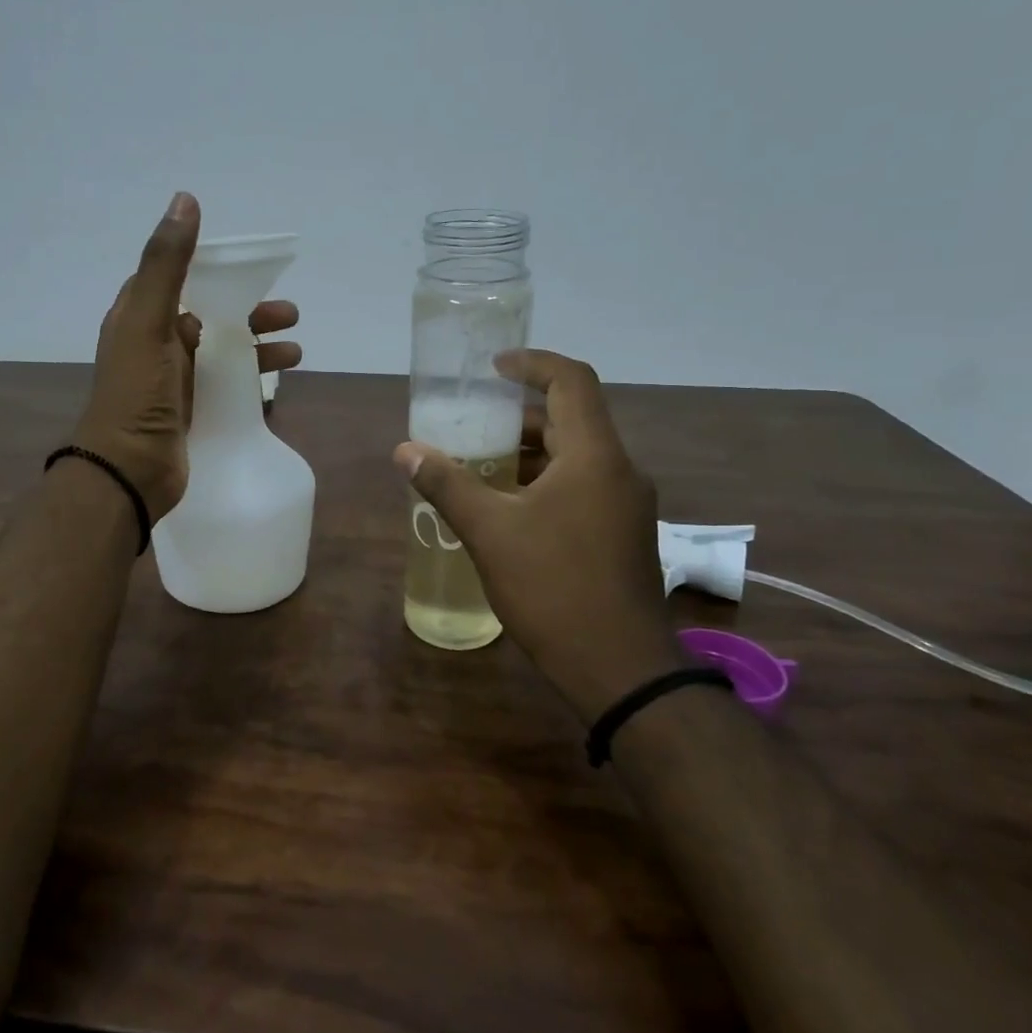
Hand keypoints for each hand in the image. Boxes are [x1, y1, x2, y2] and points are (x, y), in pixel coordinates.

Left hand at [73, 193, 302, 522]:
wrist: (128, 471)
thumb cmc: (137, 393)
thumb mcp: (149, 321)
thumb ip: (167, 264)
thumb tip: (185, 199)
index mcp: (139, 316)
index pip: (179, 278)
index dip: (214, 269)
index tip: (252, 267)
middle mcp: (156, 343)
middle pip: (210, 314)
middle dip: (250, 312)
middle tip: (290, 314)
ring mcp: (174, 380)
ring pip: (223, 351)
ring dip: (259, 346)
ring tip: (297, 352)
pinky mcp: (191, 409)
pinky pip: (227, 384)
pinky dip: (253, 378)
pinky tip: (279, 383)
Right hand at [394, 350, 676, 718]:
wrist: (620, 669)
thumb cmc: (554, 589)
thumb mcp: (490, 533)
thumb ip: (447, 485)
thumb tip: (405, 450)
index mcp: (594, 456)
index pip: (571, 381)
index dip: (532, 363)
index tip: (492, 367)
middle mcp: (619, 470)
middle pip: (572, 417)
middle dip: (520, 414)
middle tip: (472, 423)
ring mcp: (626, 504)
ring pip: (577, 455)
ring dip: (531, 451)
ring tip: (480, 464)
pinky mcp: (622, 533)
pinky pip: (582, 485)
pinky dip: (545, 480)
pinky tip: (509, 507)